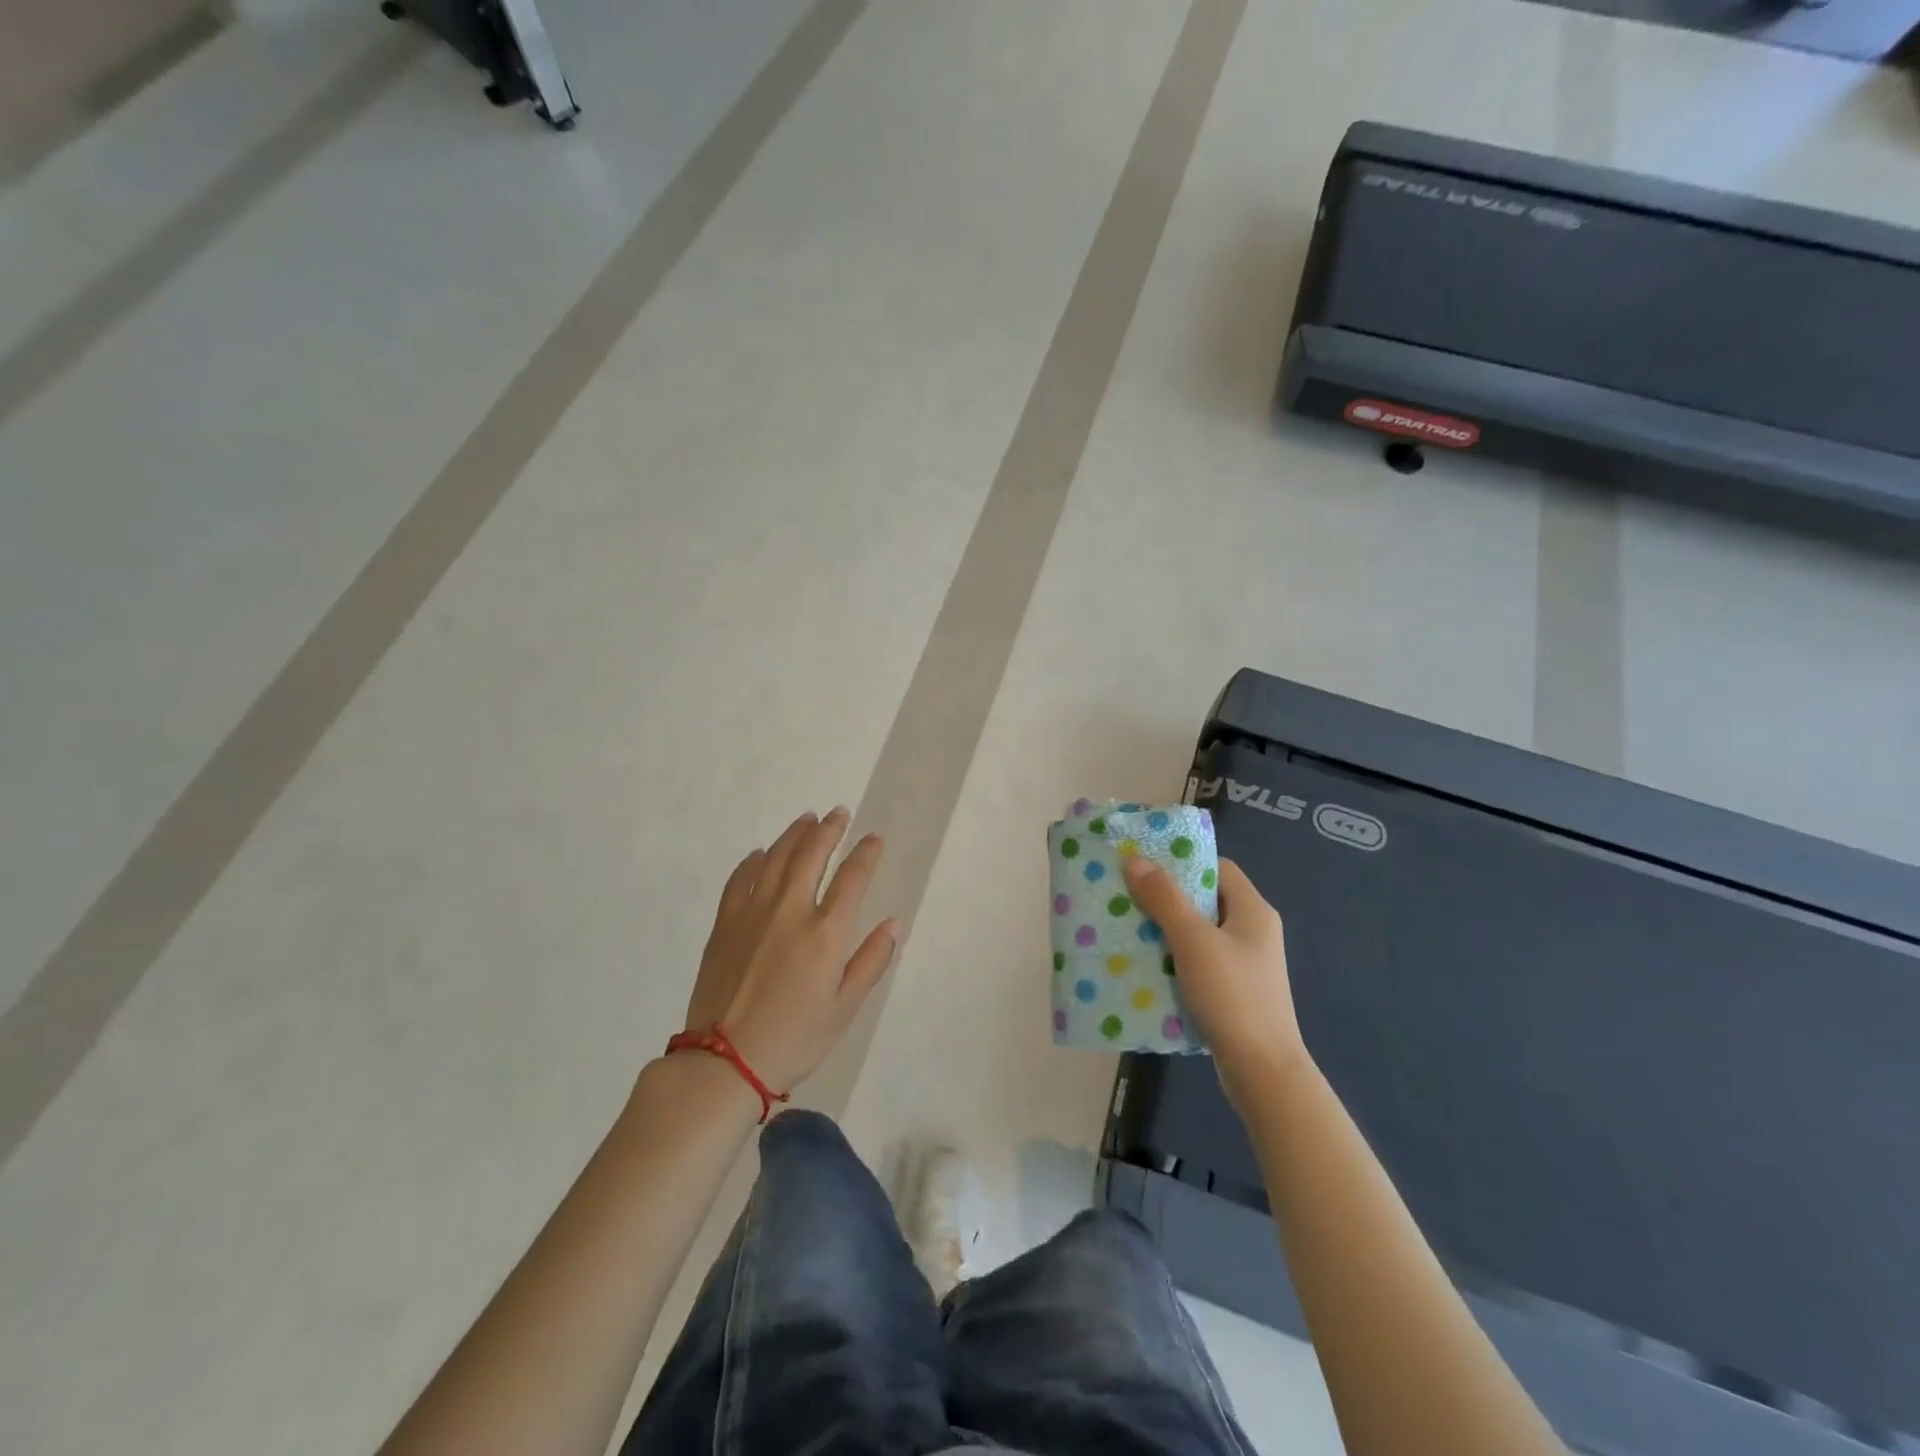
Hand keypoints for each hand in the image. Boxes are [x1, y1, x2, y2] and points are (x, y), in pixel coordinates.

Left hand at [679, 808, 897, 1094]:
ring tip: (807, 819)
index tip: (874, 838)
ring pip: (776, 858)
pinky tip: (760, 853)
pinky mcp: (724, 924)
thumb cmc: (795, 1039)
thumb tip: (892, 923)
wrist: (725, 1061)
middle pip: (811, 855)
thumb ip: (871, 961)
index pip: (852, 878)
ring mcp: (752, 913)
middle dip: (829, 830)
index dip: (866, 853)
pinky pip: (740, 879)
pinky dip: (753, 861)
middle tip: (839, 813)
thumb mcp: (845, 1008)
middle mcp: (790, 911)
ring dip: (794, 835)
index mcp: (825, 933)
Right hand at [1122, 854, 1306, 1105]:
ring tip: (1129, 929)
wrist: (1263, 1071)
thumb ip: (1164, 898)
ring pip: (1199, 934)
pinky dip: (1174, 960)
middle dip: (1166, 898)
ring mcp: (1245, 964)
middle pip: (1205, 900)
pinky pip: (1199, 963)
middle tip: (1128, 896)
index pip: (1218, 868)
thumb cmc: (1232, 995)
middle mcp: (1253, 932)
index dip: (1183, 863)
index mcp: (1253, 911)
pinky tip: (1147, 967)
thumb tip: (1135, 860)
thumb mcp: (1193, 940)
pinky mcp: (1234, 992)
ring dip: (1166, 931)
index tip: (1146, 866)